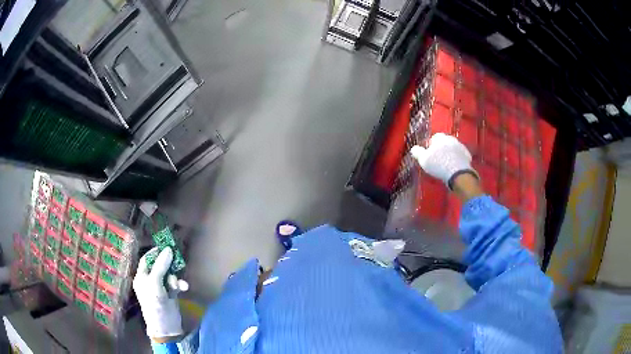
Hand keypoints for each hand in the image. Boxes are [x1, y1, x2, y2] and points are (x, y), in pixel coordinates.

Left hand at [133, 247, 188, 340]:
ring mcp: (160, 288)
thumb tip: (168, 249)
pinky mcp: (170, 294)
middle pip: (159, 266)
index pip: (146, 260)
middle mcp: (150, 281)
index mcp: (141, 277)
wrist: (166, 327)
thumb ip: (161, 266)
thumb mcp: (155, 283)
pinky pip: (175, 285)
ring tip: (177, 285)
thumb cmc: (154, 303)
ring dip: (175, 278)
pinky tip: (184, 288)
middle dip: (168, 265)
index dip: (154, 253)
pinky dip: (179, 285)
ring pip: (169, 275)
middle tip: (176, 259)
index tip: (165, 247)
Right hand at [410, 133, 477, 188]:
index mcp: (441, 138)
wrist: (458, 174)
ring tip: (445, 164)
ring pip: (453, 148)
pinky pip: (460, 156)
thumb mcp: (423, 160)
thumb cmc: (439, 165)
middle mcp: (452, 139)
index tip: (428, 154)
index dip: (430, 146)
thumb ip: (417, 152)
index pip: (434, 138)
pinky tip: (454, 167)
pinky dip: (457, 160)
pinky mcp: (468, 156)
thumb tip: (414, 148)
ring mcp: (461, 147)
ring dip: (450, 154)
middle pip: (444, 142)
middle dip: (441, 148)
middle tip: (437, 159)